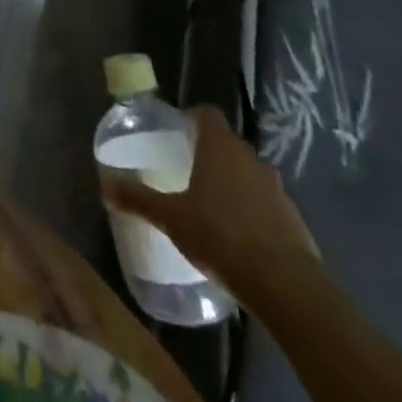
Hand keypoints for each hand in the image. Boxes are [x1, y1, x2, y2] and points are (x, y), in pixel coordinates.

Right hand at [100, 105, 318, 295]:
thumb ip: (138, 198)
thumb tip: (105, 186)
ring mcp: (277, 189)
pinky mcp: (296, 221)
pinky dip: (254, 212)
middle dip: (210, 154)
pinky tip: (240, 238)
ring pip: (250, 174)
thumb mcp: (170, 217)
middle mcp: (250, 158)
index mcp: (220, 146)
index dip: (192, 118)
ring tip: (213, 207)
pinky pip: (268, 205)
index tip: (178, 134)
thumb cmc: (221, 236)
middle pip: (228, 143)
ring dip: (235, 184)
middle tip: (188, 172)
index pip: (207, 114)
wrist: (286, 287)